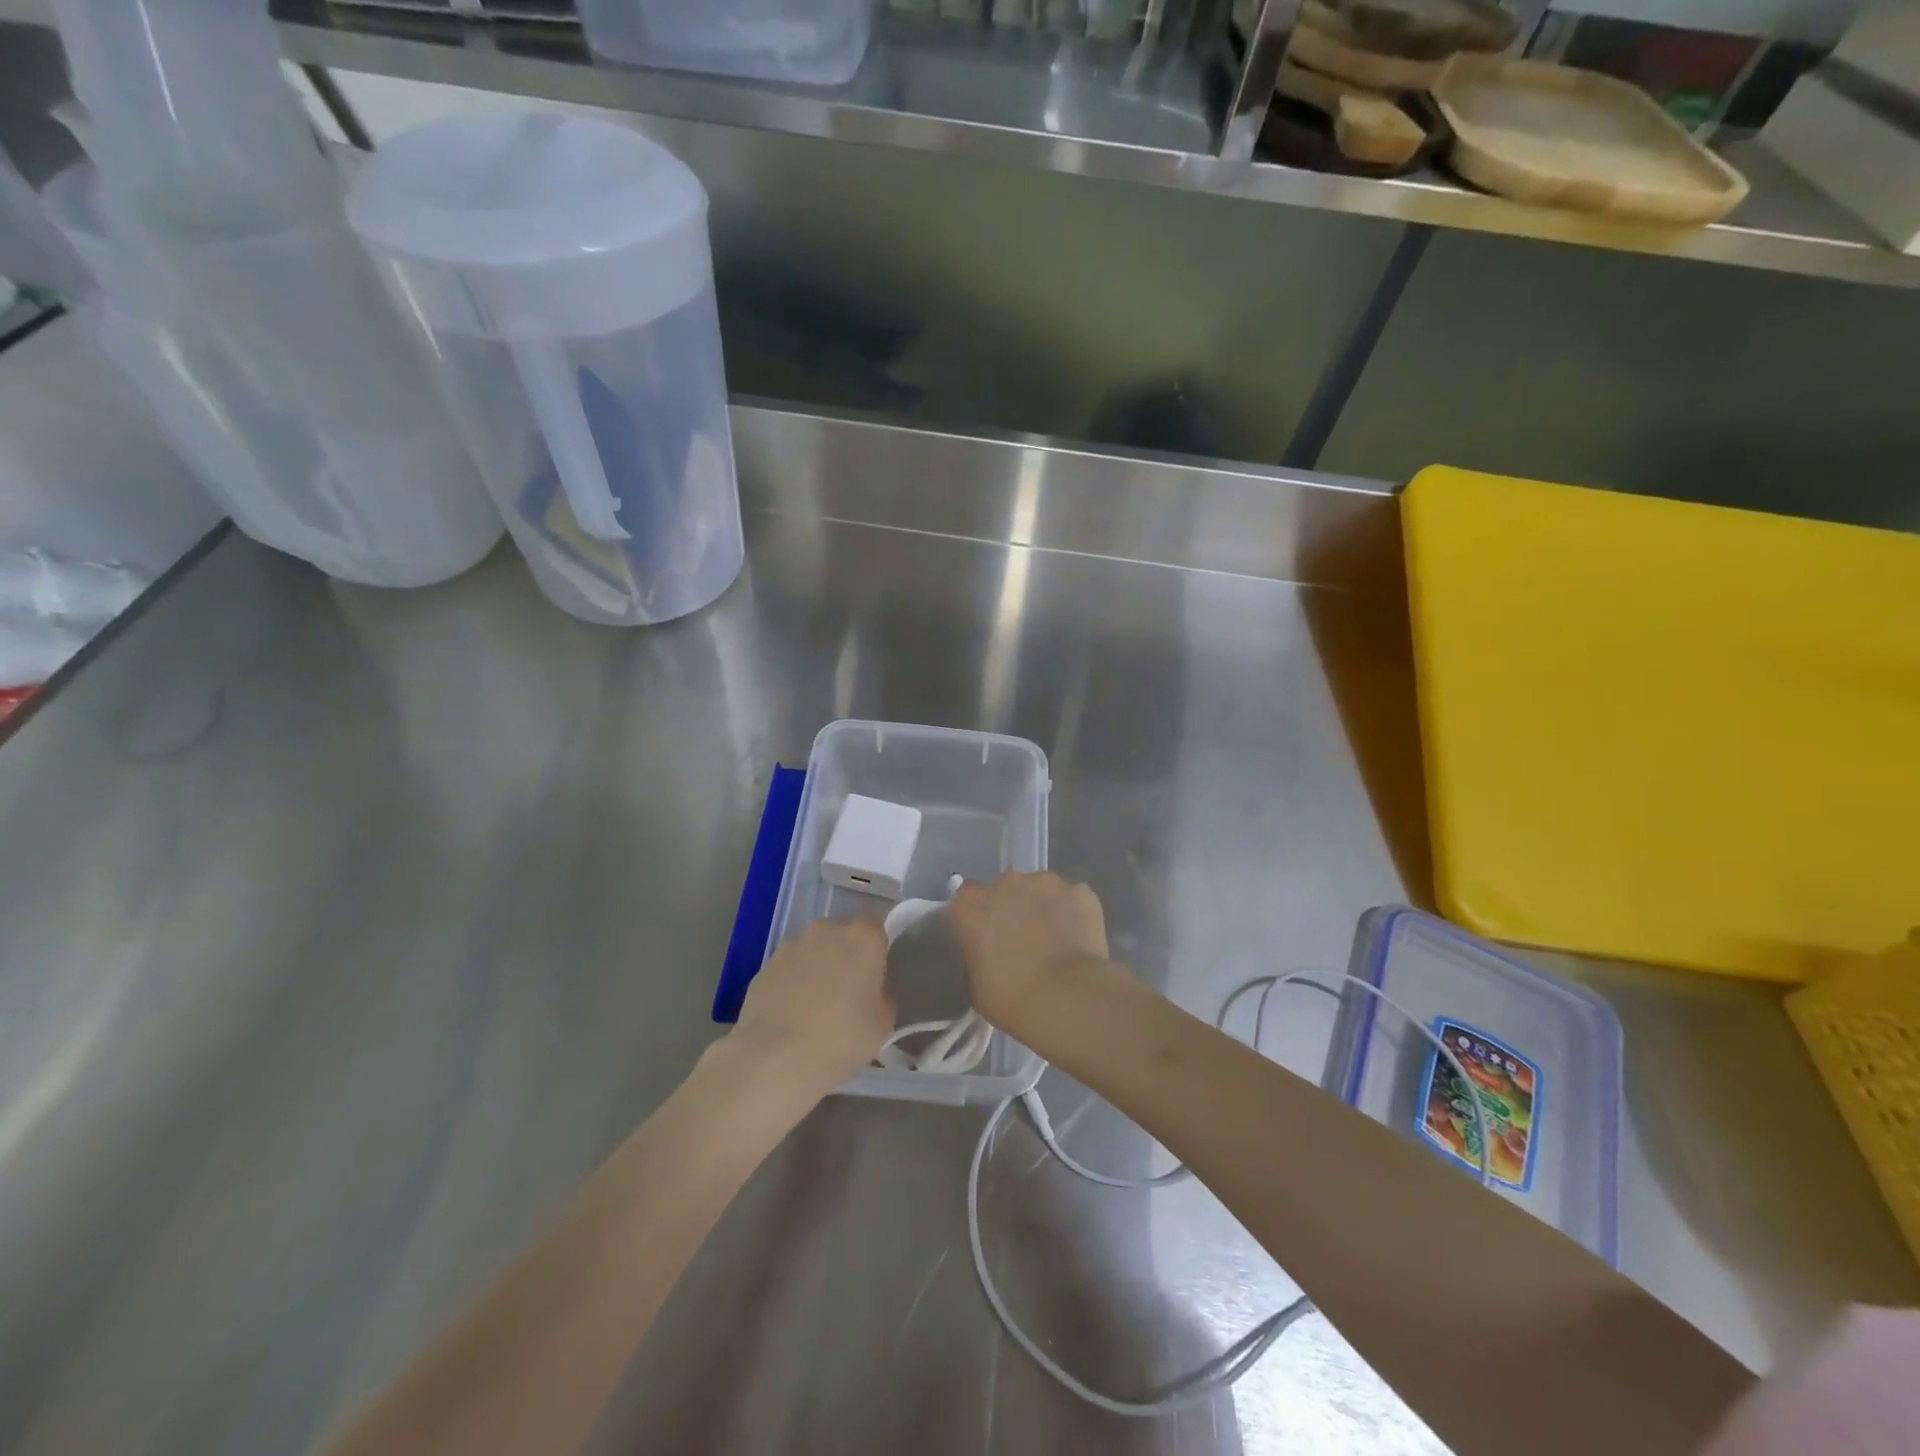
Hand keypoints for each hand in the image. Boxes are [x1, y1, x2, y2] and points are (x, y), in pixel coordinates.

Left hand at [730, 917, 893, 1094]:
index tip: (876, 977)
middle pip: (843, 935)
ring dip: (817, 967)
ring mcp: (792, 945)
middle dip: (847, 956)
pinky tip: (791, 1014)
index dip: (878, 950)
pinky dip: (792, 982)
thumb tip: (873, 991)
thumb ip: (883, 996)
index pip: (877, 928)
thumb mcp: (883, 1023)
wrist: (774, 1058)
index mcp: (863, 937)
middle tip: (848, 992)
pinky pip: (789, 968)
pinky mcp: (765, 965)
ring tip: (815, 1006)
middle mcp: (827, 930)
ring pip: (813, 950)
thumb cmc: (841, 1038)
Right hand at [950, 872, 1110, 1036]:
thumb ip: (978, 956)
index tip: (987, 935)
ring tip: (1056, 941)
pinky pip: (1072, 899)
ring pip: (1041, 890)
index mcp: (972, 905)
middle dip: (1013, 907)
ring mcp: (1046, 883)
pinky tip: (1079, 940)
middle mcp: (1006, 883)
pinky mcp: (1080, 891)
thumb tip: (991, 952)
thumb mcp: (977, 985)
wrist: (1068, 999)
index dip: (979, 916)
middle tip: (1023, 939)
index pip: (967, 898)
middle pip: (1006, 888)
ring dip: (1044, 908)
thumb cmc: (1012, 999)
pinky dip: (1074, 914)